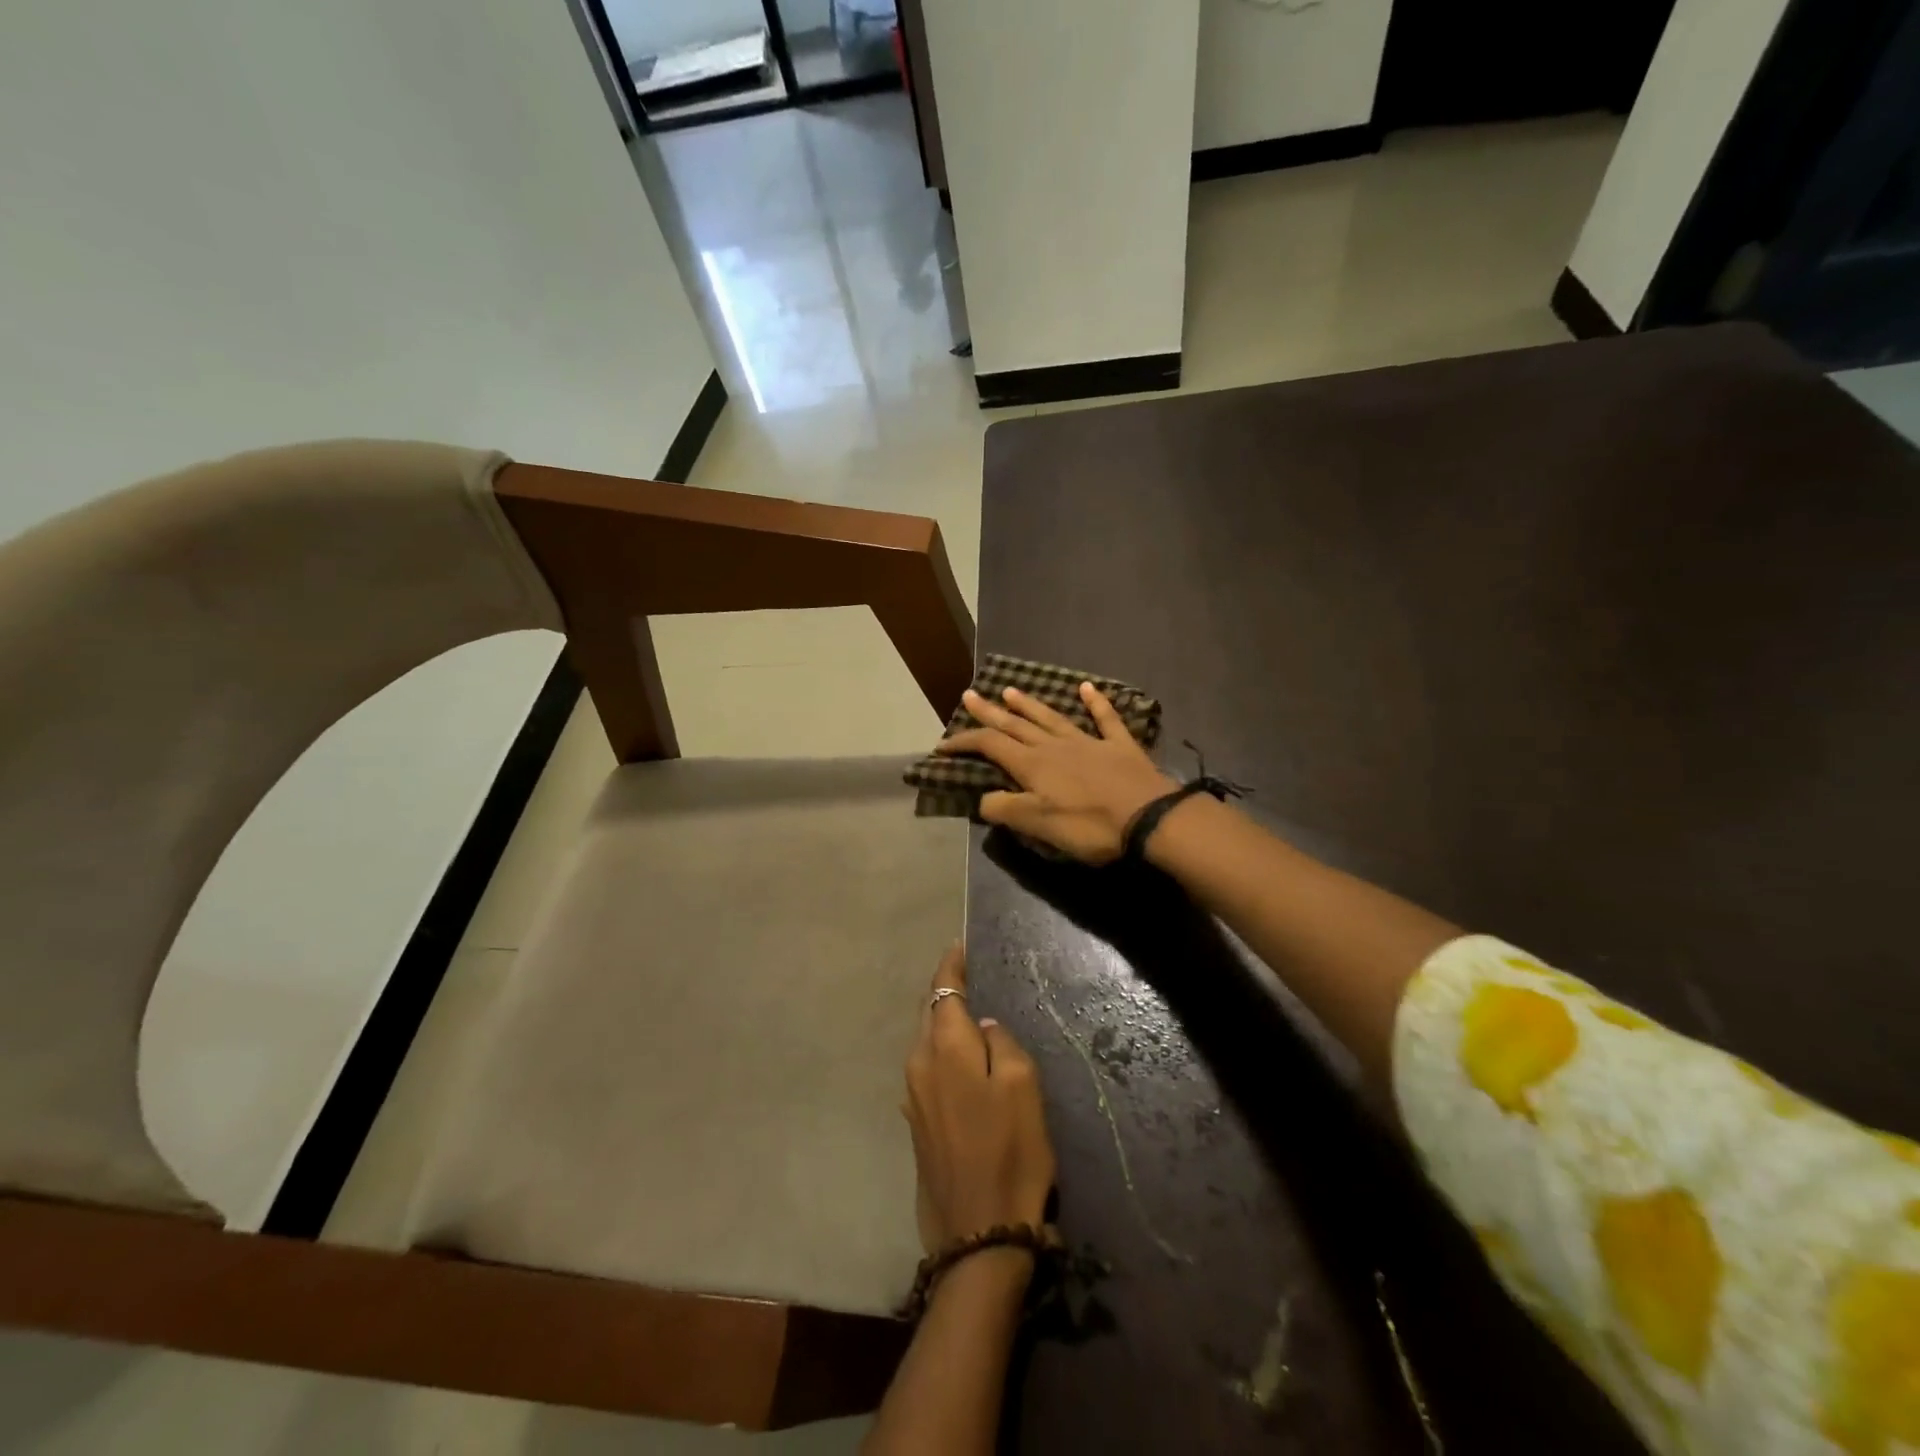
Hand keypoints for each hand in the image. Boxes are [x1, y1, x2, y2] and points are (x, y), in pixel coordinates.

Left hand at [905, 946, 1055, 1250]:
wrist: (979, 1233)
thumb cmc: (1010, 1151)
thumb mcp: (1022, 1086)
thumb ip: (1000, 1043)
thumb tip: (982, 1025)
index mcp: (944, 1047)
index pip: (943, 990)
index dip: (951, 964)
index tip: (960, 945)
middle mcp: (918, 1064)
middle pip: (929, 1013)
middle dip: (945, 991)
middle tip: (969, 975)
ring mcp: (913, 1096)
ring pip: (925, 1041)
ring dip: (943, 1023)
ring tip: (968, 1014)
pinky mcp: (917, 1123)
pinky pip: (927, 1069)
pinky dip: (941, 1052)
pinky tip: (961, 1060)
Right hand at [937, 683, 1176, 864]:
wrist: (1149, 819)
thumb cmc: (1089, 826)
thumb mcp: (1038, 825)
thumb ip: (1006, 809)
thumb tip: (983, 799)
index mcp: (1033, 765)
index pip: (990, 746)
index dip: (965, 742)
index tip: (943, 745)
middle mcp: (1055, 746)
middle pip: (1016, 725)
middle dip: (990, 712)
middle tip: (970, 694)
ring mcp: (1089, 742)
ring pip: (1052, 718)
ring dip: (1030, 705)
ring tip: (1011, 690)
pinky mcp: (1120, 747)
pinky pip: (1105, 719)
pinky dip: (1096, 702)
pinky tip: (1087, 688)